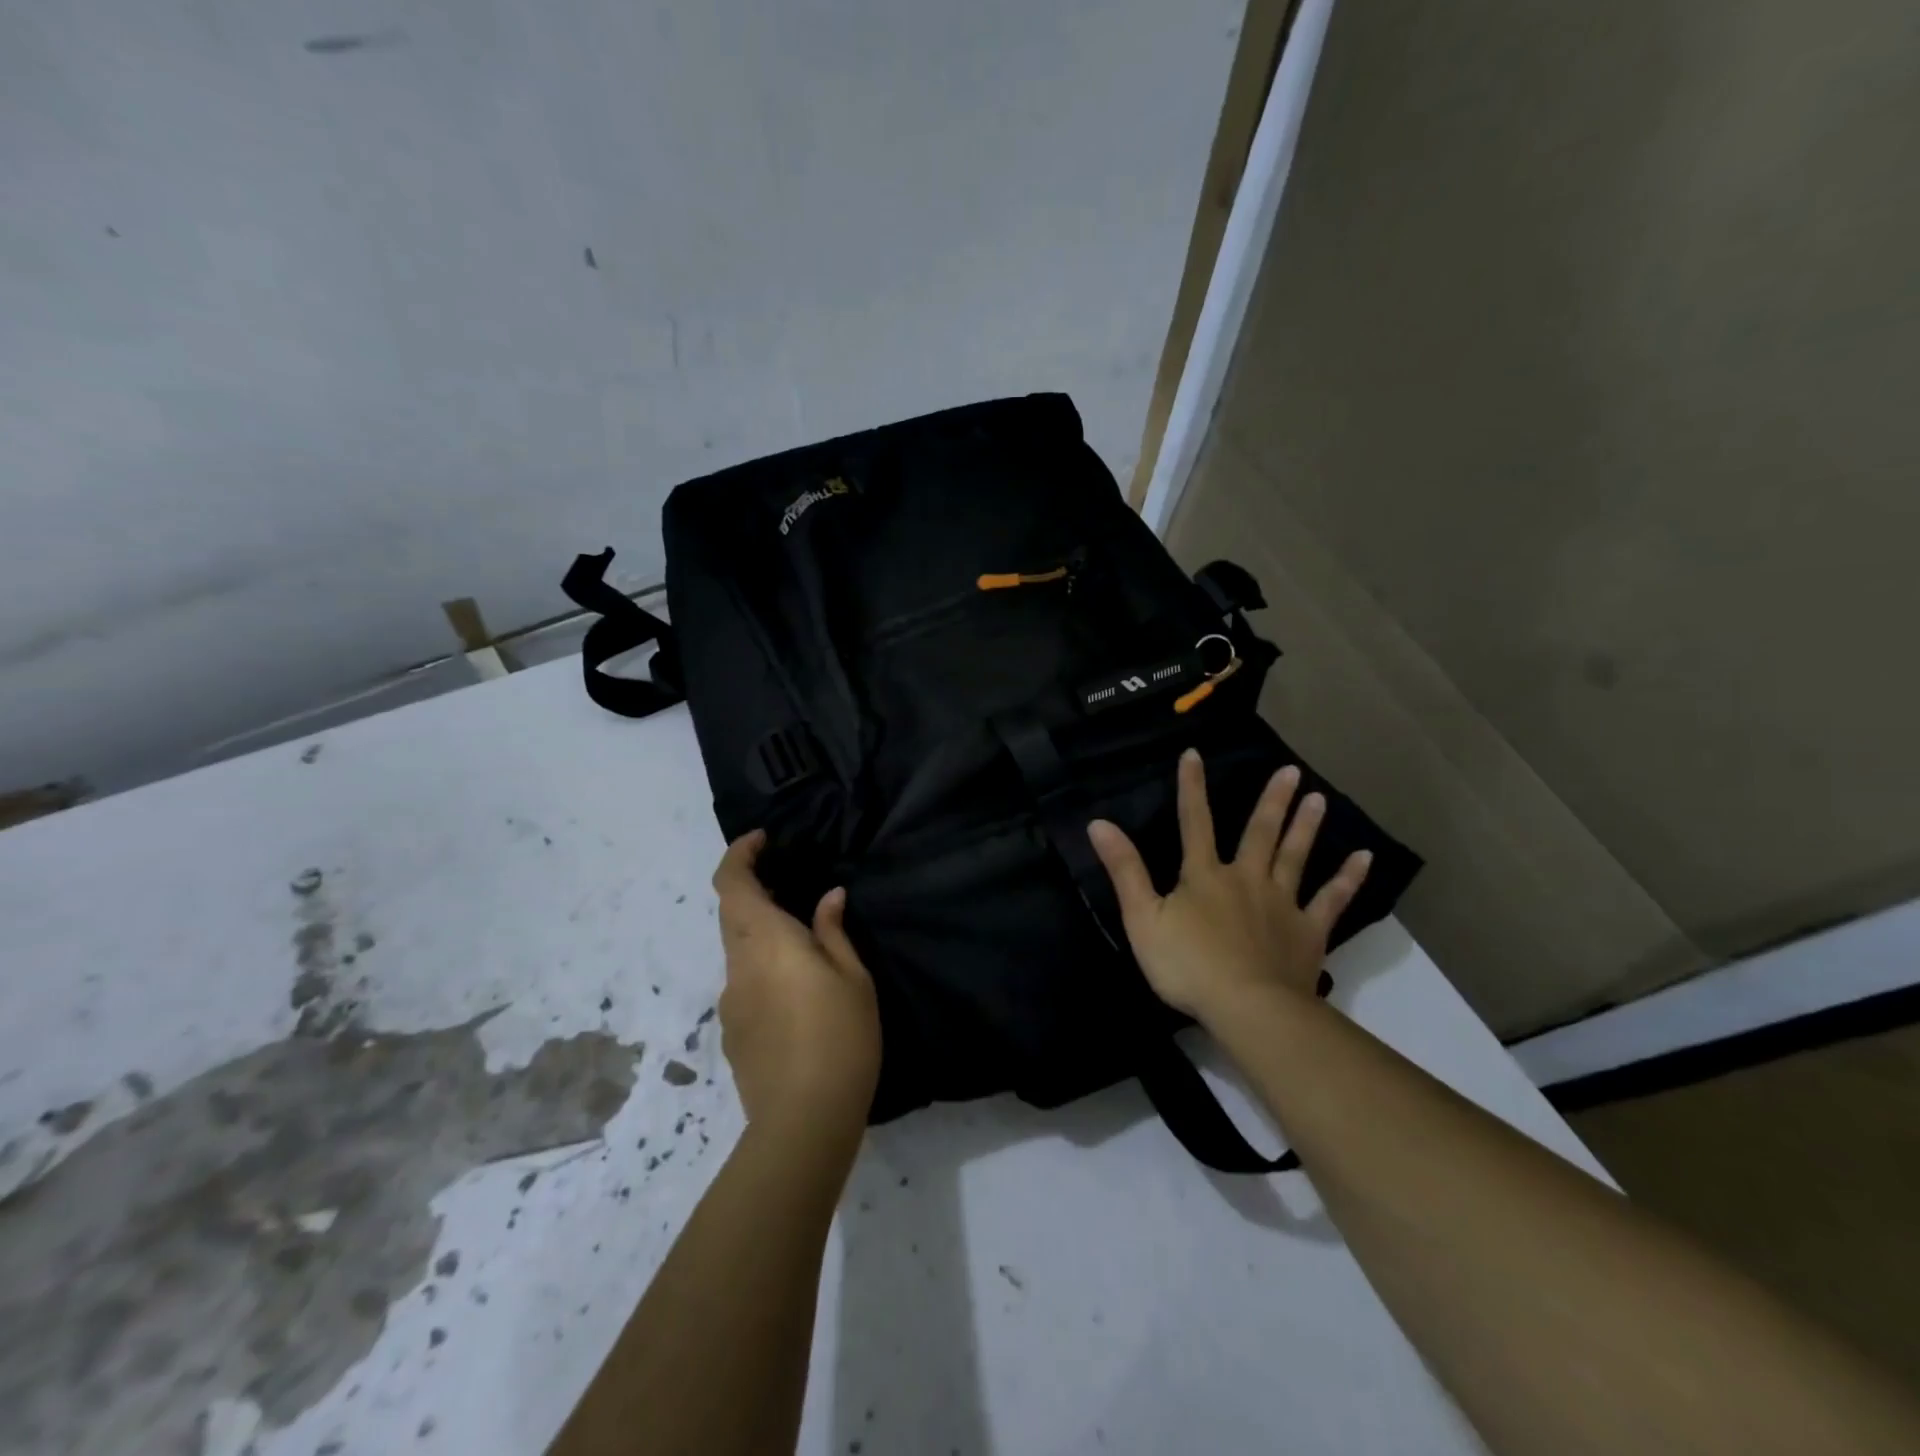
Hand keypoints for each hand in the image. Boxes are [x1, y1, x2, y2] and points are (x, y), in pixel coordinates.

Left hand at [711, 831, 881, 1143]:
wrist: (803, 1123)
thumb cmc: (841, 1038)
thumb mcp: (853, 978)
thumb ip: (834, 932)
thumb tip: (827, 898)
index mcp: (767, 942)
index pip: (732, 883)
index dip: (740, 855)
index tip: (763, 841)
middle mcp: (738, 965)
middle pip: (731, 913)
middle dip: (754, 891)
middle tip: (792, 887)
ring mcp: (730, 1002)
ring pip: (738, 949)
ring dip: (761, 933)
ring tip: (804, 946)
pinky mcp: (731, 1032)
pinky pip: (743, 982)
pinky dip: (763, 968)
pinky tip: (797, 996)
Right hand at [1086, 749, 1371, 1025]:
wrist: (1248, 1008)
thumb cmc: (1189, 965)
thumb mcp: (1143, 918)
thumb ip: (1124, 870)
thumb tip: (1099, 823)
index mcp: (1204, 876)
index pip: (1194, 822)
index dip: (1192, 787)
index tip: (1194, 754)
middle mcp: (1246, 879)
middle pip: (1259, 833)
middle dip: (1272, 801)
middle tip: (1291, 770)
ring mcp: (1282, 903)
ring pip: (1296, 857)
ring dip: (1306, 826)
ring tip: (1319, 797)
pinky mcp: (1308, 931)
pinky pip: (1332, 900)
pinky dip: (1348, 879)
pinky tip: (1364, 858)